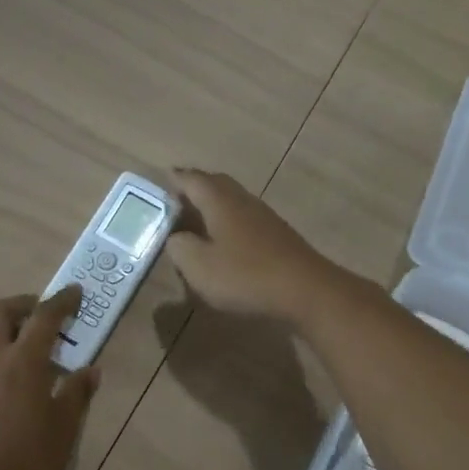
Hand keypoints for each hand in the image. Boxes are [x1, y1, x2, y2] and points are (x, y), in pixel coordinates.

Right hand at [163, 169, 342, 321]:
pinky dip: (230, 222)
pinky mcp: (279, 235)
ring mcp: (264, 217)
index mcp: (220, 201)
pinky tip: (226, 240)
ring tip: (198, 219)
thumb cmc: (245, 275)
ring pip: (233, 201)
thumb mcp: (199, 266)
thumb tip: (176, 236)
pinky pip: (246, 219)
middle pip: (216, 184)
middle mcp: (242, 200)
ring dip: (215, 205)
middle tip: (178, 197)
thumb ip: (180, 247)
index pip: (192, 179)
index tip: (163, 179)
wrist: (306, 290)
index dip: (175, 179)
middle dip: (196, 187)